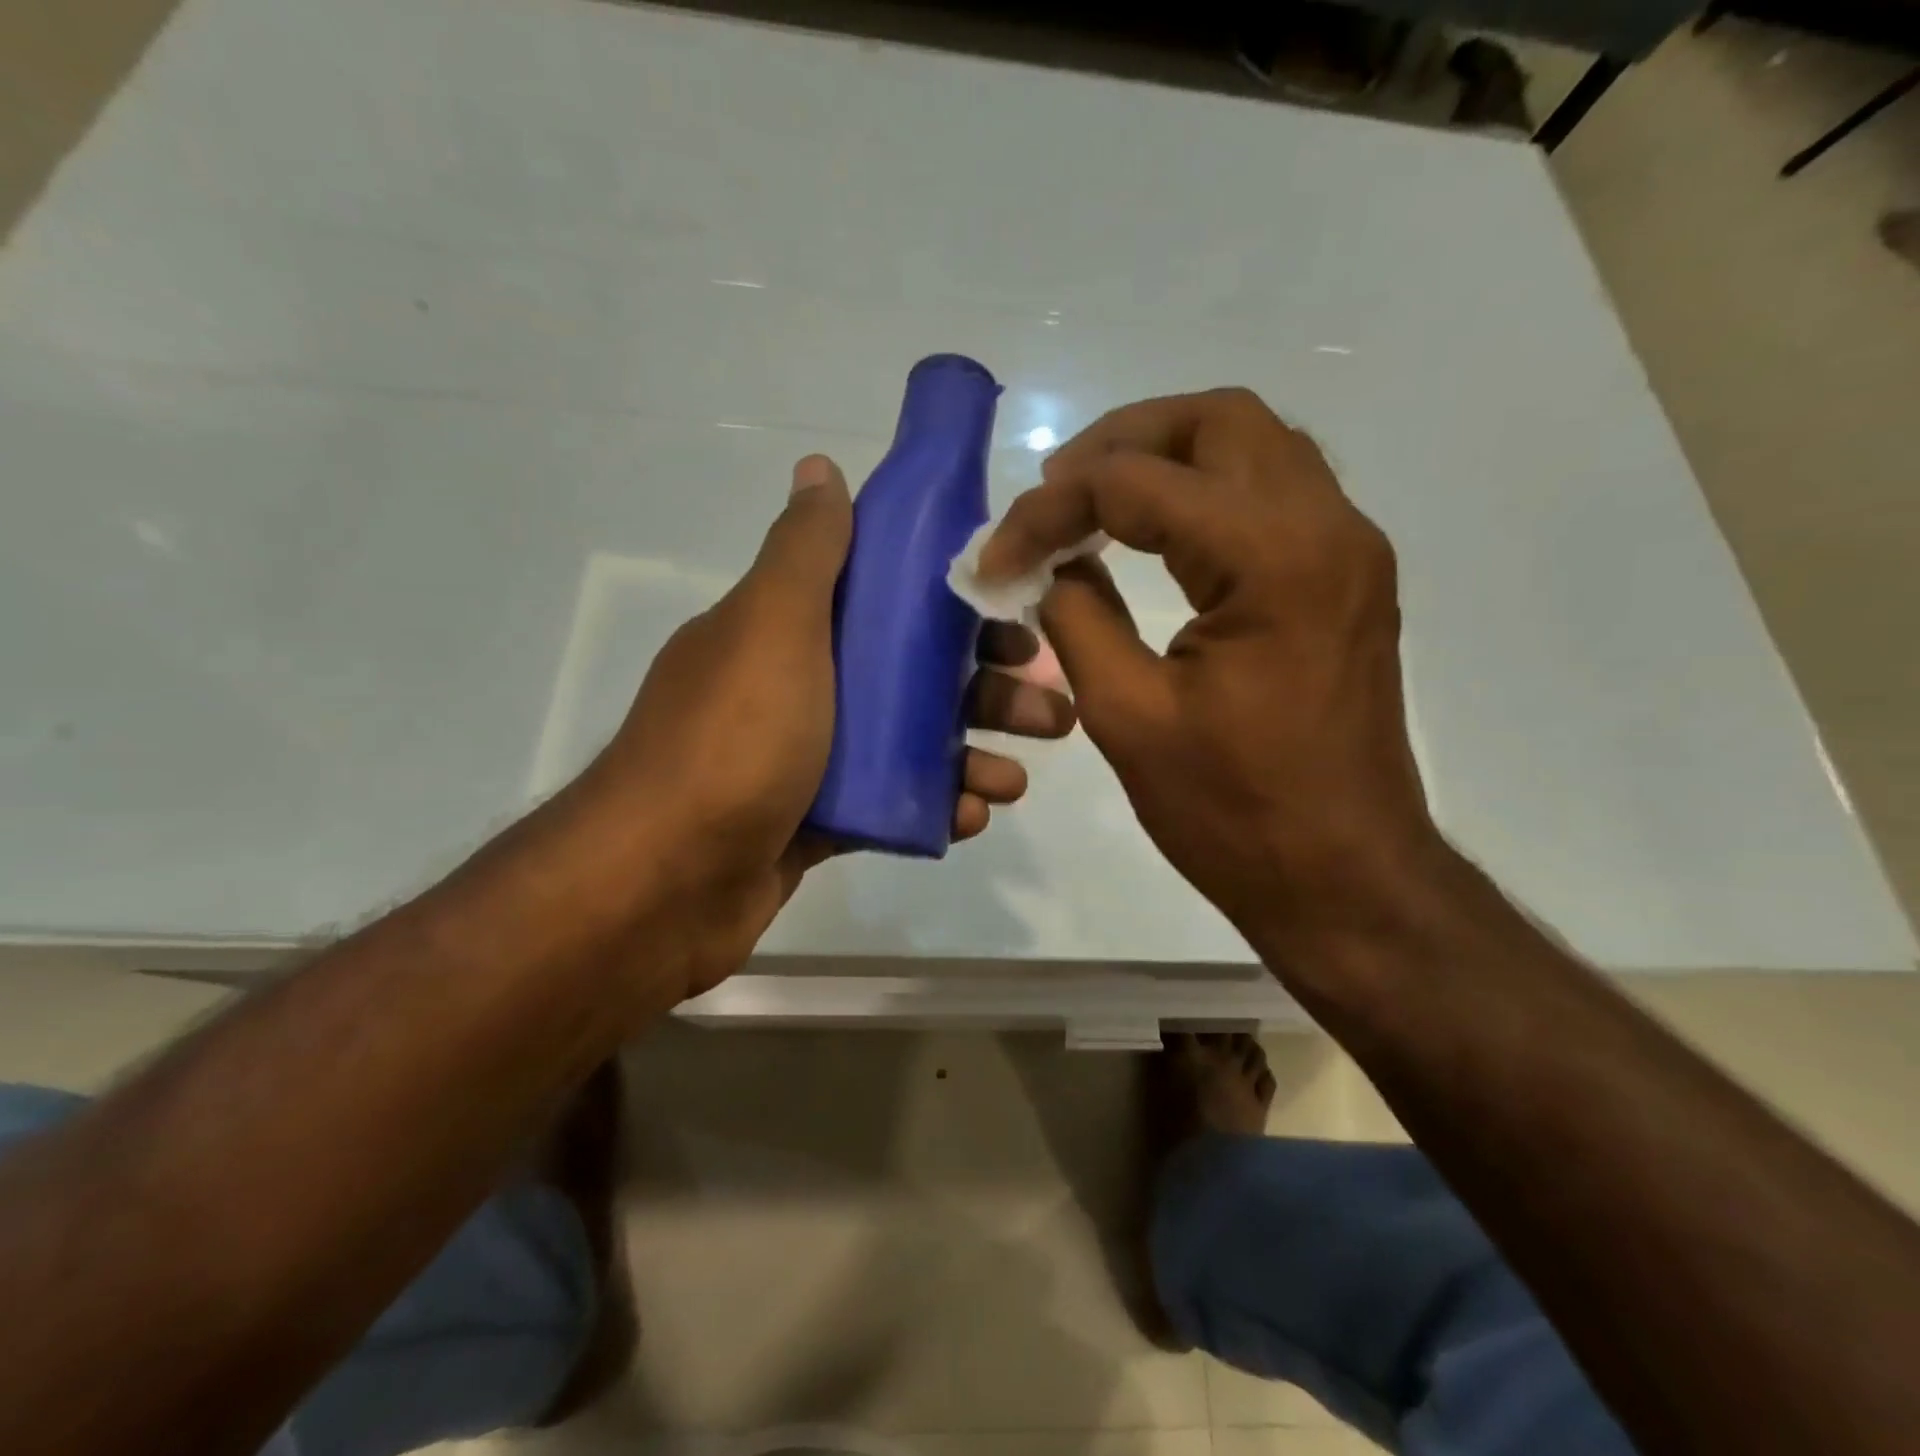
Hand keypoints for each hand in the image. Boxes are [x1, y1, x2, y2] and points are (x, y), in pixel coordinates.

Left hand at [585, 454, 1074, 998]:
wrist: (664, 883)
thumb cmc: (734, 742)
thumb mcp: (770, 628)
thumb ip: (804, 551)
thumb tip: (819, 466)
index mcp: (787, 631)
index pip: (886, 601)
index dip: (954, 605)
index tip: (1013, 620)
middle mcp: (799, 687)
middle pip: (911, 675)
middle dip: (985, 688)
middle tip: (1048, 710)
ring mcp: (808, 760)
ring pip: (910, 745)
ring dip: (972, 754)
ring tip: (1016, 780)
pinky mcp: (817, 823)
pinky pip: (891, 804)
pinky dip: (934, 806)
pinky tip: (973, 816)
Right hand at [976, 388, 1436, 956]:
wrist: (1344, 877)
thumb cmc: (1234, 812)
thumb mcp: (1128, 716)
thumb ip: (1078, 618)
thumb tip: (1052, 566)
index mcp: (1271, 558)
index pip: (1137, 481)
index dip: (1050, 508)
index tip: (997, 555)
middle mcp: (1326, 525)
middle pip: (1217, 418)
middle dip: (1120, 443)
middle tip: (1056, 494)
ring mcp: (1348, 549)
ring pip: (1254, 446)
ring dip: (1167, 457)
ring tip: (1095, 504)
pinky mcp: (1347, 579)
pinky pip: (1274, 492)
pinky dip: (1206, 492)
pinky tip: (1156, 536)